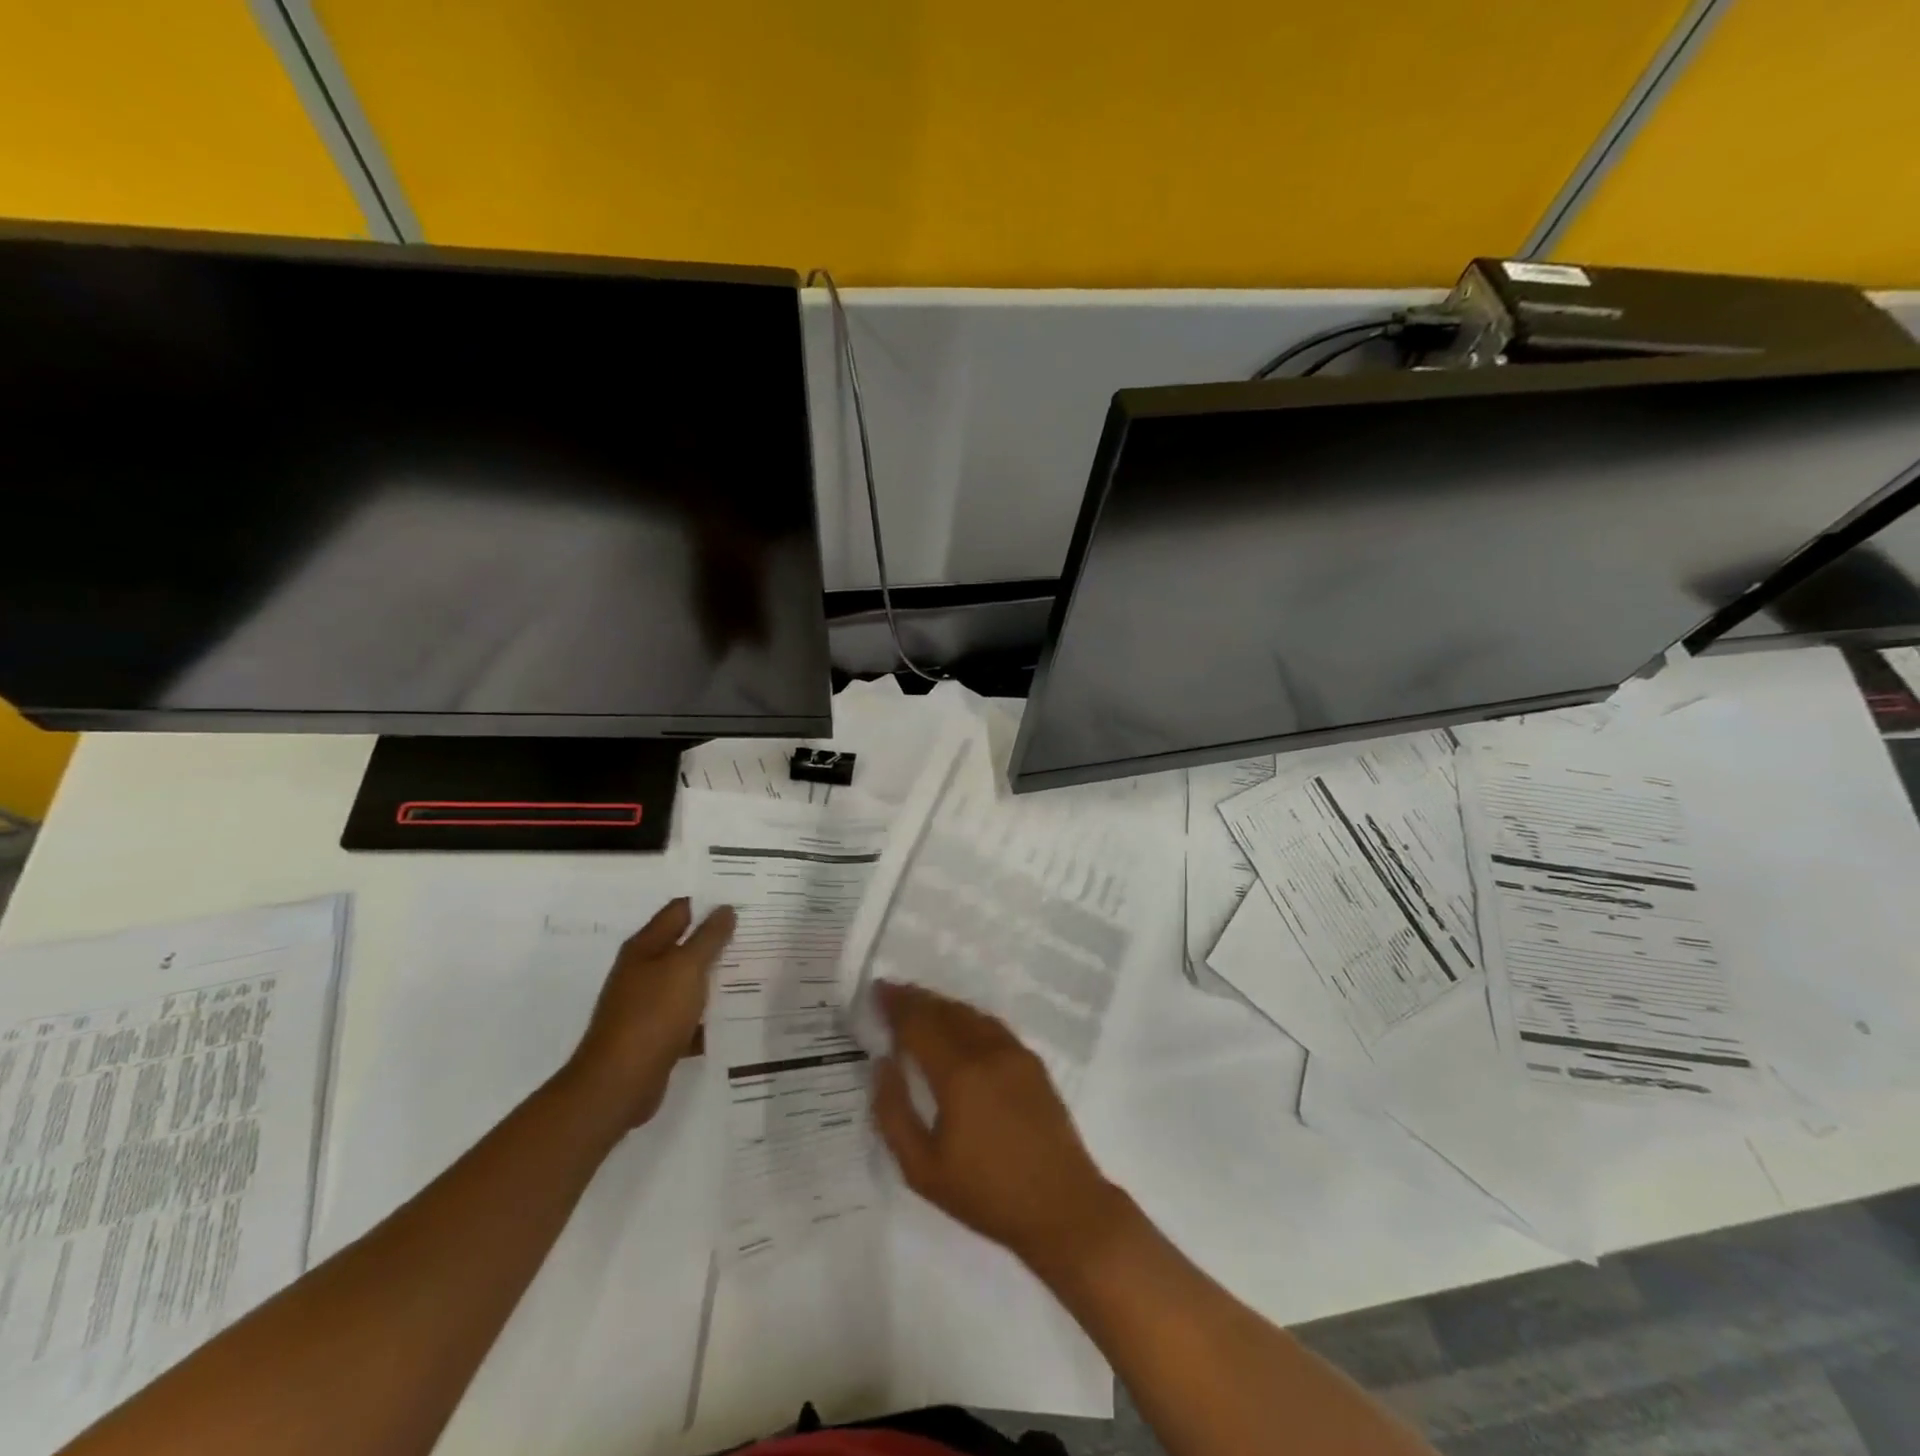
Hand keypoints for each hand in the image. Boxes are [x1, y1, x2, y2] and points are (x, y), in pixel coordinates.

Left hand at [566, 898, 735, 1129]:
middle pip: (685, 946)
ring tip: (754, 971)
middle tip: (756, 933)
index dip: (709, 903)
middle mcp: (643, 971)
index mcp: (645, 947)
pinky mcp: (655, 1035)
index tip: (743, 901)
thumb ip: (708, 938)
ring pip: (688, 982)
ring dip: (715, 978)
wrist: (618, 1084)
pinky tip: (735, 1015)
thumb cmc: (652, 1015)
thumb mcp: (686, 968)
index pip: (680, 910)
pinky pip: (688, 1016)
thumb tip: (725, 908)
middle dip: (717, 940)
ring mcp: (647, 1004)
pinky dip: (708, 1016)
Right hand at [871, 981, 1128, 1277]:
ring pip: (970, 1013)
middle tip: (891, 994)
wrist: (1062, 1207)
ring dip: (941, 1006)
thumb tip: (882, 1064)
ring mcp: (1014, 1053)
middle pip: (945, 1011)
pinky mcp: (1032, 1062)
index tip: (877, 991)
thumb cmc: (986, 1195)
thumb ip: (894, 1112)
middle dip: (915, 1000)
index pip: (919, 1024)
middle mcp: (987, 1051)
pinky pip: (991, 1025)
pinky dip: (966, 1017)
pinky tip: (957, 1027)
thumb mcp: (922, 1169)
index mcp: (959, 1074)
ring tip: (918, 1008)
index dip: (896, 1005)